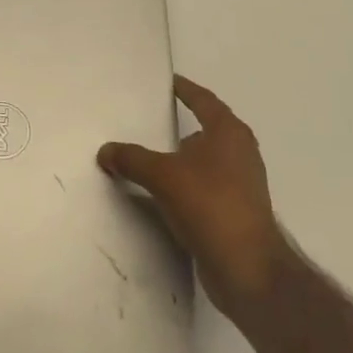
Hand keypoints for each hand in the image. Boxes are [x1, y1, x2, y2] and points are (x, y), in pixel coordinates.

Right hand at [98, 76, 293, 325]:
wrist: (247, 269)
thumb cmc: (210, 205)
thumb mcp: (162, 175)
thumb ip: (132, 159)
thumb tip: (105, 151)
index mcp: (228, 133)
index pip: (203, 100)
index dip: (185, 90)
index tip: (169, 82)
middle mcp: (240, 153)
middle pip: (205, 130)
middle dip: (180, 126)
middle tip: (149, 120)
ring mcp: (242, 185)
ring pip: (204, 162)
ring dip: (180, 161)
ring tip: (149, 160)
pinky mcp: (237, 212)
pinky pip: (203, 188)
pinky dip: (184, 186)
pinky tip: (162, 195)